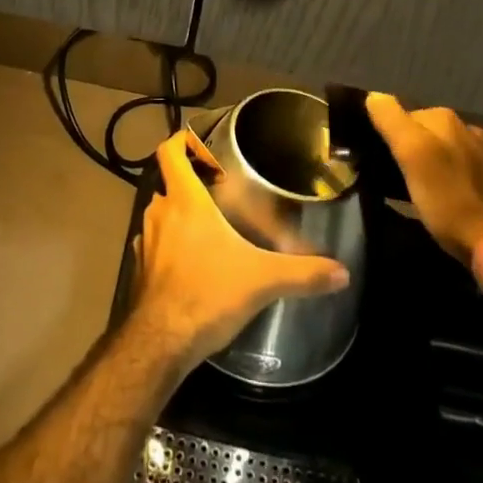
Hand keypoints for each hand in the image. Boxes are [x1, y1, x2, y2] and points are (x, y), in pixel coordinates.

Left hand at [126, 131, 350, 368]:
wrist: (161, 343)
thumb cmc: (208, 293)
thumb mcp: (261, 280)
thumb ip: (302, 273)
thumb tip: (342, 272)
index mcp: (184, 200)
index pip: (169, 152)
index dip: (179, 140)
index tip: (197, 141)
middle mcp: (159, 212)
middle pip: (168, 182)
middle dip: (190, 182)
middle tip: (217, 188)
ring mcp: (145, 240)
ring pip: (160, 213)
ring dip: (179, 214)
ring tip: (208, 225)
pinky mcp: (140, 269)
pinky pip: (154, 244)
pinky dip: (169, 245)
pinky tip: (191, 263)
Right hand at [365, 94, 482, 262]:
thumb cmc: (450, 200)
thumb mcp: (413, 156)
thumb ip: (391, 121)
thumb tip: (373, 96)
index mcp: (443, 117)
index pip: (400, 114)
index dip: (386, 135)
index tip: (376, 159)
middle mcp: (465, 127)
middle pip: (421, 131)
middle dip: (408, 148)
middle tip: (392, 176)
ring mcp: (482, 153)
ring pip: (440, 150)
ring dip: (427, 163)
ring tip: (413, 189)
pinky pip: (456, 169)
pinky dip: (445, 177)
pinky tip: (441, 197)